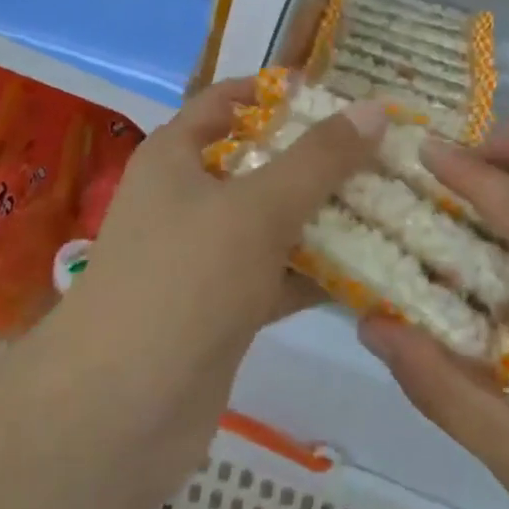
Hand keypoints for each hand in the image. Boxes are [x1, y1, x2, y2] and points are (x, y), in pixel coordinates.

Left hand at [44, 77, 384, 506]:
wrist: (117, 416)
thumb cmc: (183, 280)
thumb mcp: (257, 207)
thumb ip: (319, 158)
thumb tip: (375, 107)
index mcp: (177, 155)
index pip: (229, 100)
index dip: (278, 92)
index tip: (338, 94)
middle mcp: (188, 197)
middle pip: (260, 160)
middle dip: (316, 156)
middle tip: (381, 150)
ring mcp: (204, 256)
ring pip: (273, 220)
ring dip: (324, 215)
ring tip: (390, 202)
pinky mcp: (222, 309)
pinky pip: (277, 274)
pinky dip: (316, 271)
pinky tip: (373, 270)